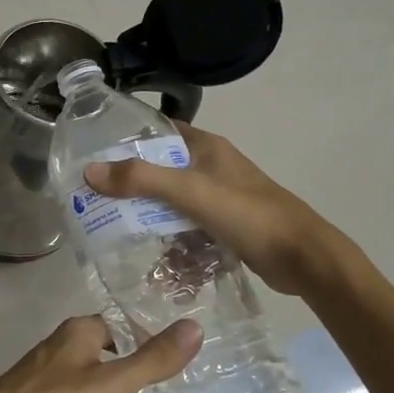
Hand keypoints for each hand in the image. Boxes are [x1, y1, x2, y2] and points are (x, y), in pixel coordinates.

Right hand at [83, 123, 347, 296]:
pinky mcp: (224, 225)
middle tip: (96, 200)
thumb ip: (141, 180)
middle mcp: (210, 166)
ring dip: (149, 218)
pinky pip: (186, 227)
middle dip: (131, 185)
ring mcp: (218, 197)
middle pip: (159, 169)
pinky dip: (171, 240)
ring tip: (118, 234)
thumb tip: (89, 172)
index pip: (157, 130)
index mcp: (206, 147)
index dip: (126, 138)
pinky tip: (157, 261)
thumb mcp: (190, 192)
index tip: (93, 154)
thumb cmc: (248, 215)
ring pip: (170, 201)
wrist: (304, 259)